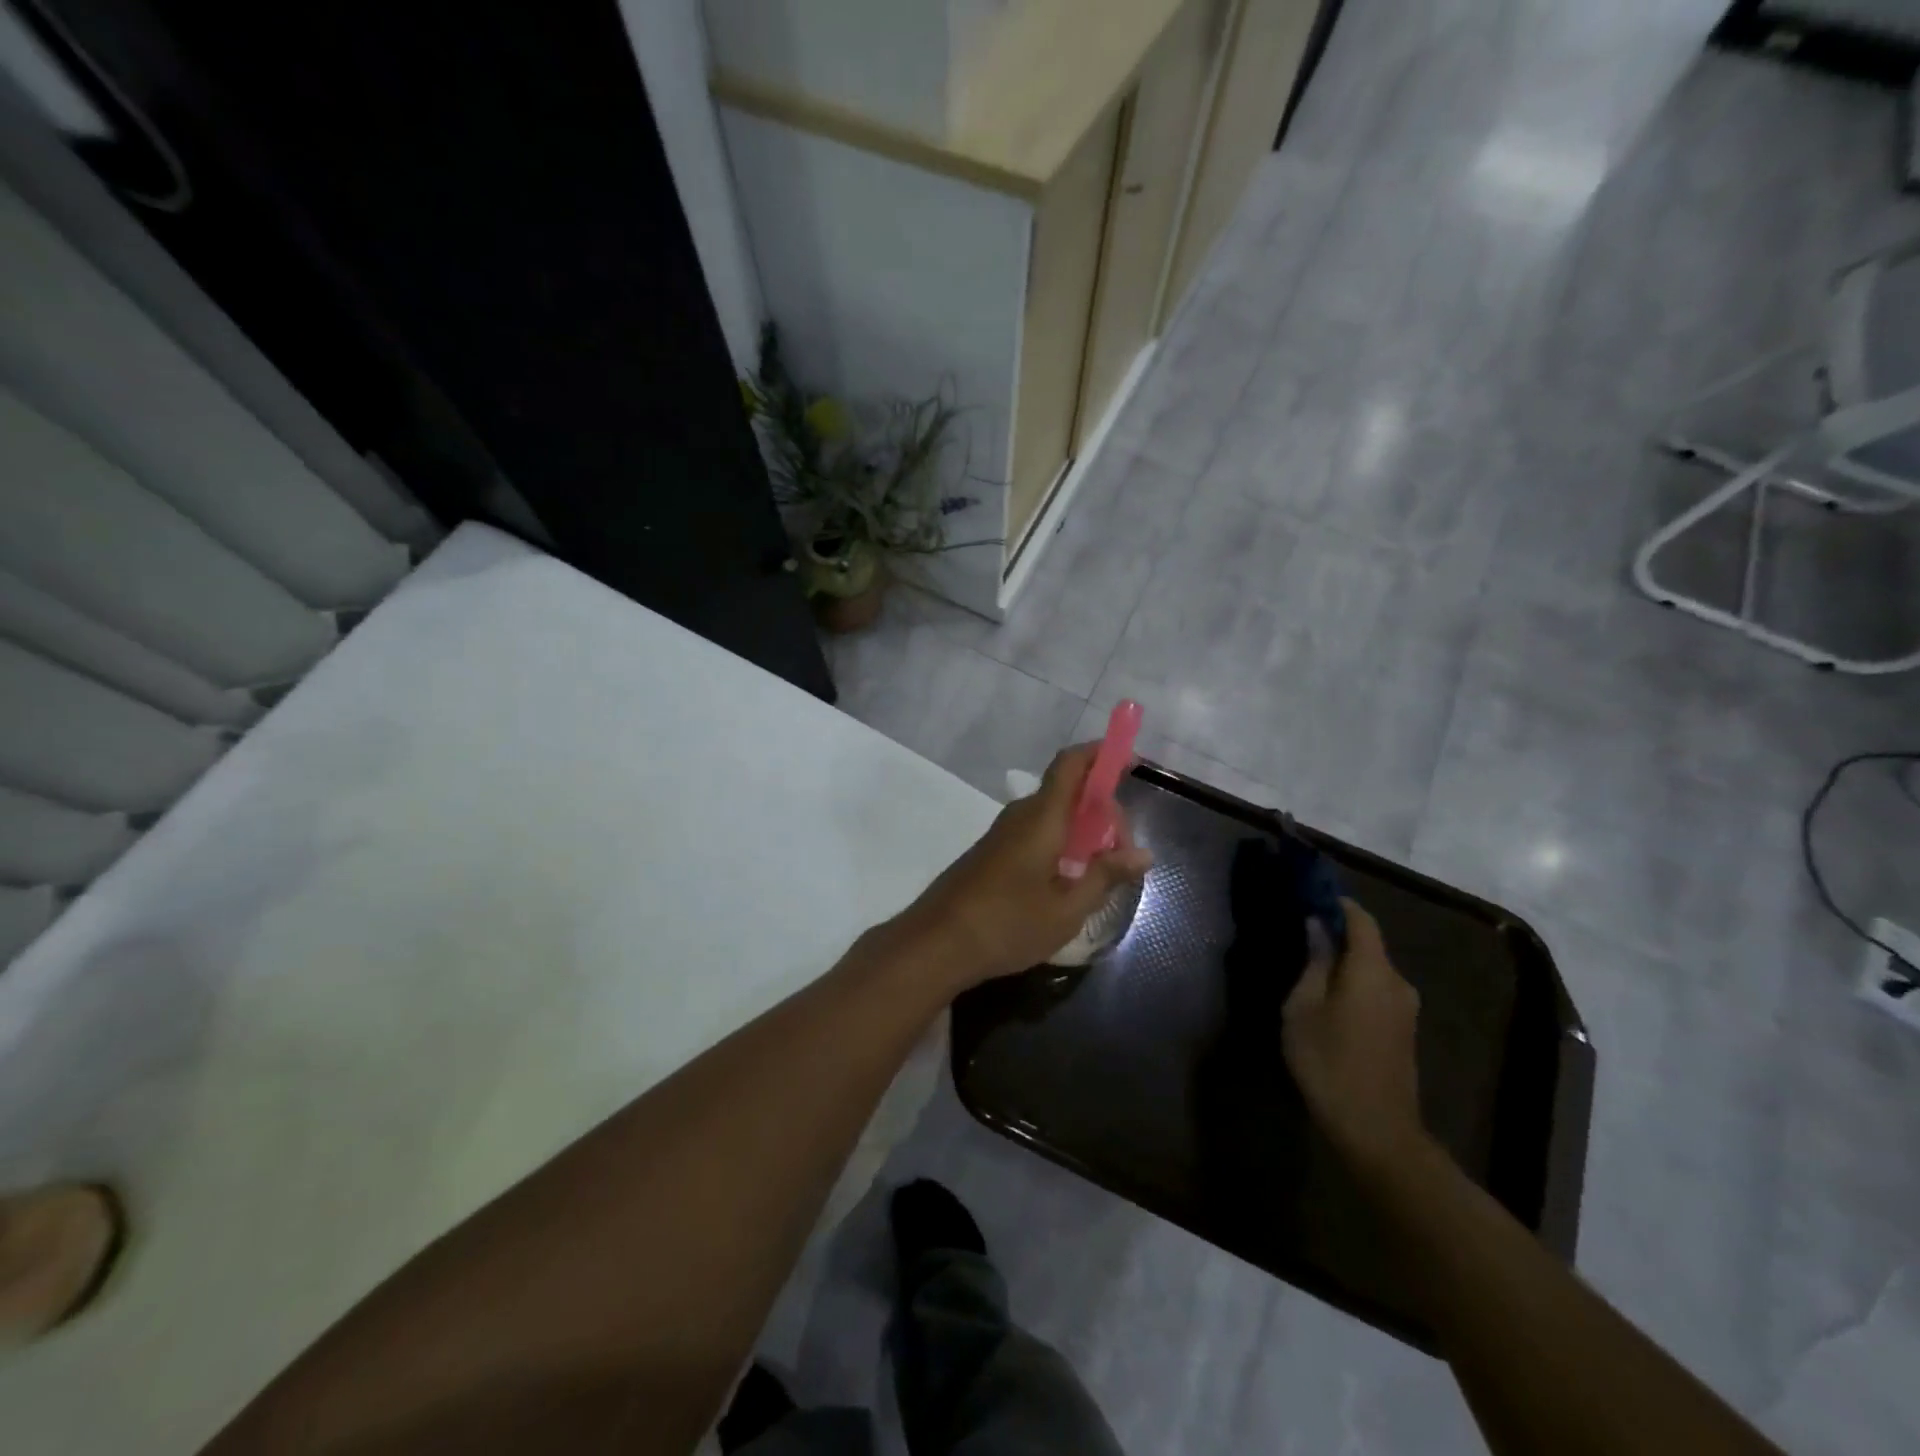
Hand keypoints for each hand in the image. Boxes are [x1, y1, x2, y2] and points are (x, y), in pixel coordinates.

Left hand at [897, 744, 1152, 987]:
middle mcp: (1022, 815)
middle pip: (1070, 792)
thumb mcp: (1067, 908)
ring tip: (1101, 875)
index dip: (1102, 753)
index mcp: (1043, 816)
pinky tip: (1069, 883)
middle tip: (1123, 857)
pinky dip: (1062, 845)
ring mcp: (1004, 833)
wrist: (937, 943)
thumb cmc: (1008, 923)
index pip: (1072, 764)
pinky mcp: (994, 853)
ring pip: (1055, 816)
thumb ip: (1106, 876)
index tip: (1132, 761)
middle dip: (1104, 812)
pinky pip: (1038, 833)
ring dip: (1084, 833)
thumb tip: (1143, 854)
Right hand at [1281, 900, 1428, 1171]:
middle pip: (1368, 944)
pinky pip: (1378, 990)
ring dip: (1345, 961)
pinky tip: (1329, 997)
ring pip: (1372, 969)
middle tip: (1300, 934)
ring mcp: (1405, 1008)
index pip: (1360, 919)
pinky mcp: (1404, 1030)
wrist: (1376, 1130)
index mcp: (1372, 970)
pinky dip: (1354, 982)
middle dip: (1337, 933)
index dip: (1337, 903)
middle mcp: (1397, 982)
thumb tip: (1317, 926)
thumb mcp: (1303, 1008)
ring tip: (1309, 967)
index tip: (1310, 895)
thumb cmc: (1329, 1062)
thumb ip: (1313, 962)